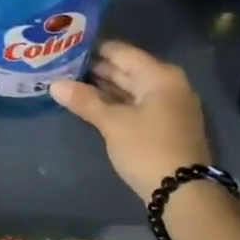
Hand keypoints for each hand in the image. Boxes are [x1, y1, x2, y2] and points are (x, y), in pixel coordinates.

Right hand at [50, 40, 210, 202]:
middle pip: (128, 69)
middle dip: (97, 69)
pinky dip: (117, 103)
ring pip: (132, 88)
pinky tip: (94, 104)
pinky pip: (138, 104)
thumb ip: (85, 101)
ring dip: (105, 87)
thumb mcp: (113, 124)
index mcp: (159, 76)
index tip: (68, 47)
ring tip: (72, 83)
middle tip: (64, 66)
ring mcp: (170, 105)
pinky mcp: (167, 124)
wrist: (184, 193)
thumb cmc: (147, 149)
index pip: (121, 52)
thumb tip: (55, 85)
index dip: (94, 49)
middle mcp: (168, 84)